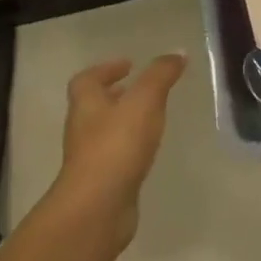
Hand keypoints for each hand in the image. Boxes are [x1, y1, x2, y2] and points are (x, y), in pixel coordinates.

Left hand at [55, 53, 185, 247]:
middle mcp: (83, 129)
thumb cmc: (117, 145)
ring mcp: (91, 159)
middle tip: (142, 89)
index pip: (87, 80)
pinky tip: (150, 150)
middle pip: (94, 106)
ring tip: (152, 117)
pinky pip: (116, 157)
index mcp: (87, 105)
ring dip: (124, 122)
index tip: (129, 64)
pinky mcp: (103, 183)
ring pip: (106, 132)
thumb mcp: (145, 101)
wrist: (97, 208)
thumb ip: (161, 75)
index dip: (105, 69)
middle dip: (116, 95)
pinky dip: (130, 148)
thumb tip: (177, 53)